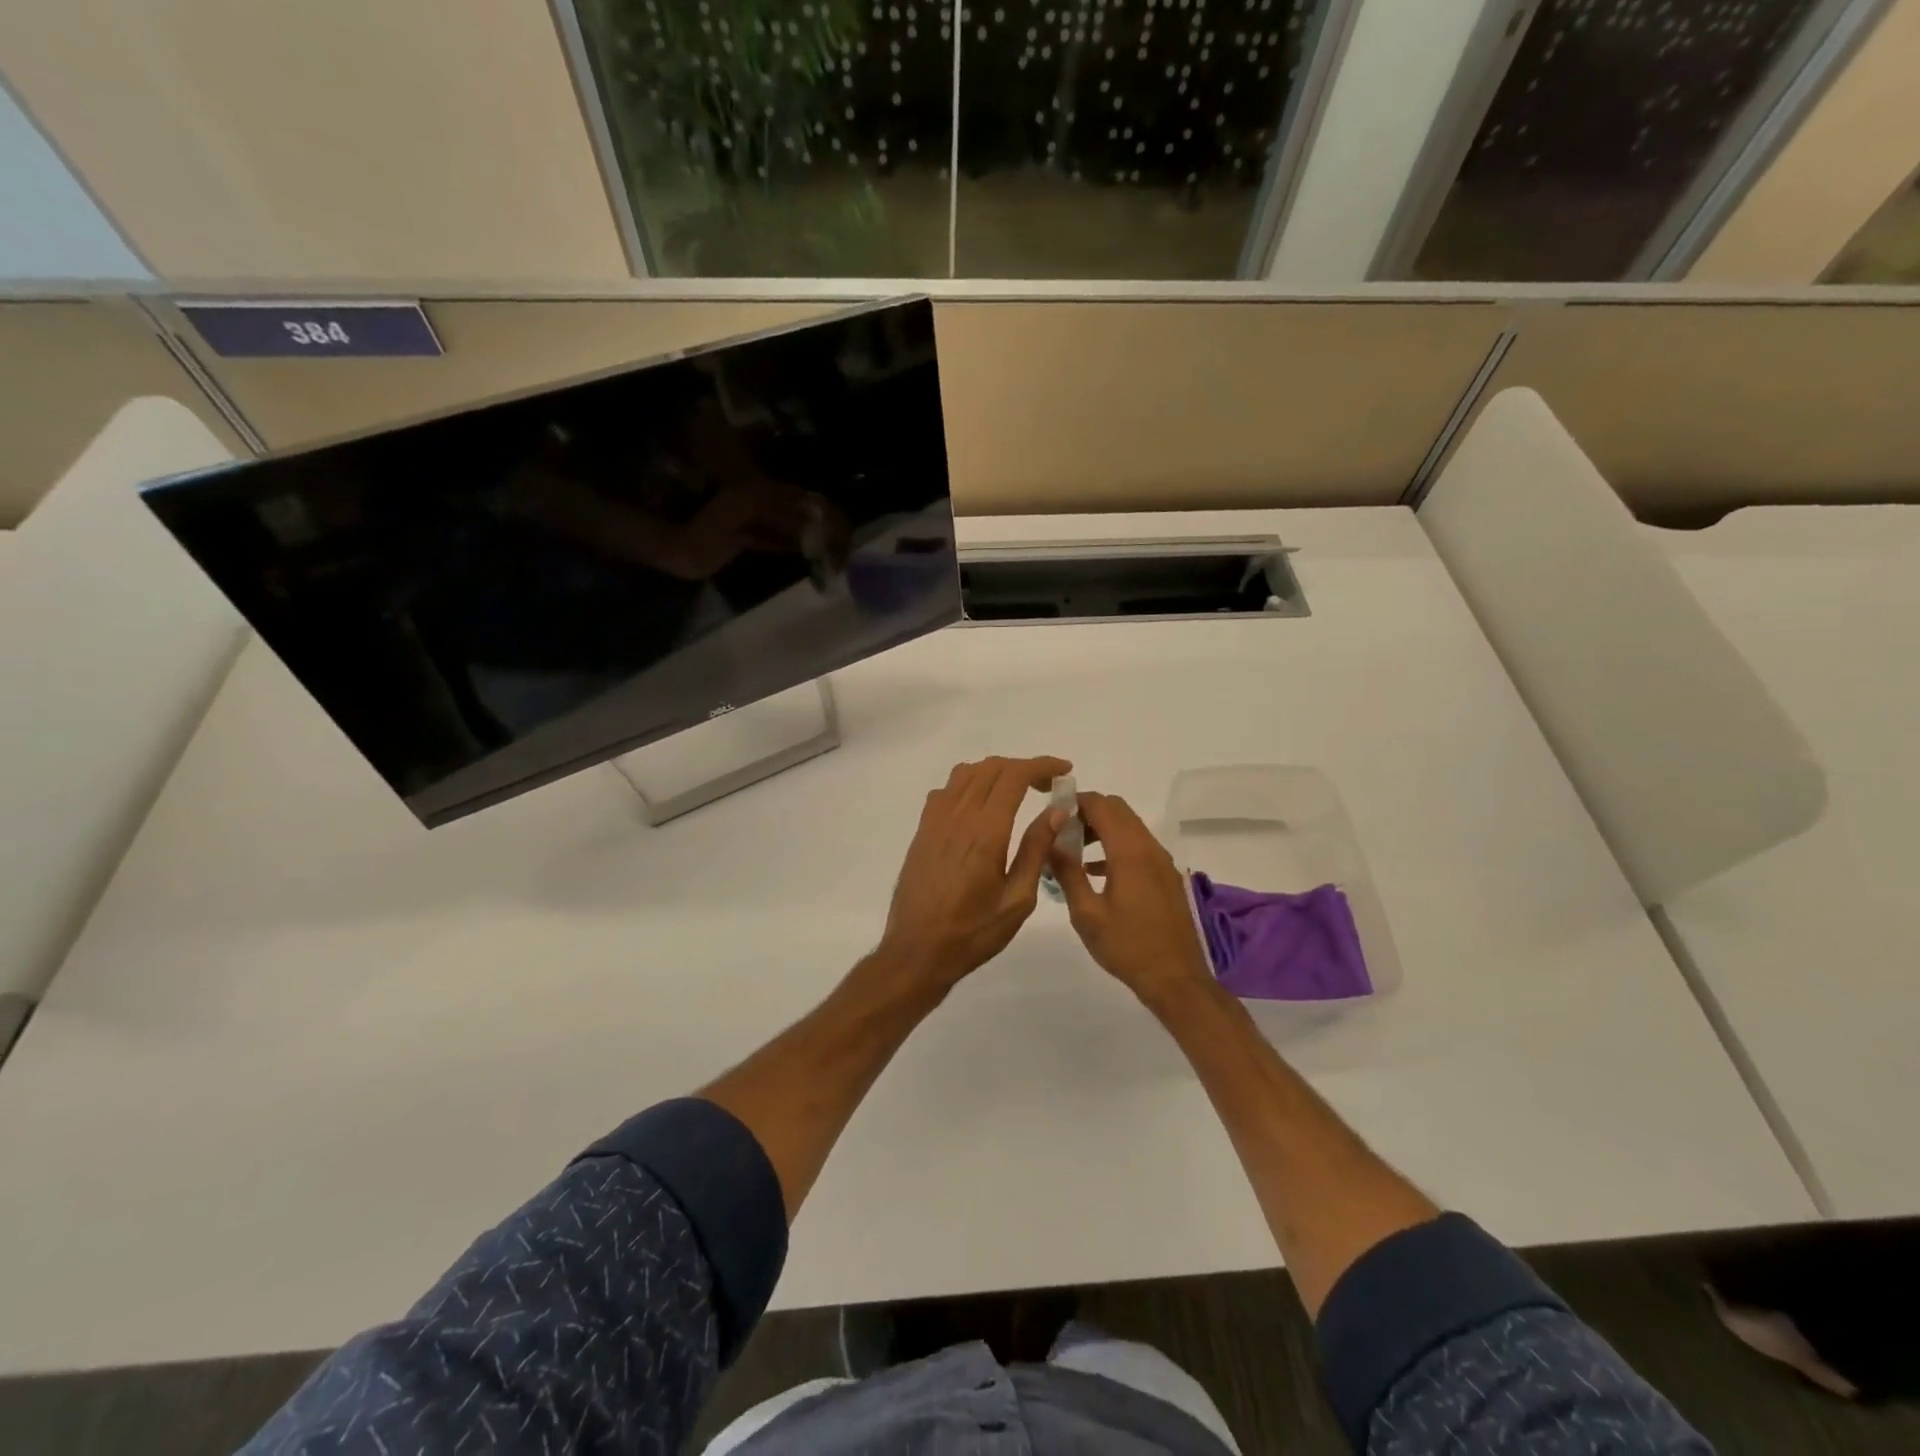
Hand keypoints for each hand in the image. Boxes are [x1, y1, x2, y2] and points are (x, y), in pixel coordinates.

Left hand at [876, 756, 1072, 992]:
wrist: (917, 950)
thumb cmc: (973, 932)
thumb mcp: (1017, 899)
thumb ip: (1036, 849)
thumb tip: (1057, 810)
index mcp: (985, 832)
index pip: (1014, 776)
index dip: (1042, 765)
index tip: (1065, 770)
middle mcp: (958, 816)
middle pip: (991, 768)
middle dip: (1024, 767)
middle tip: (1048, 786)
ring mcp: (935, 821)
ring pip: (966, 773)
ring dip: (996, 772)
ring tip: (1018, 791)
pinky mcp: (923, 830)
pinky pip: (946, 790)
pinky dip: (970, 784)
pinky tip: (981, 807)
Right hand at [1049, 792, 1215, 1006]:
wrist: (1175, 978)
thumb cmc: (1126, 946)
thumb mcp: (1086, 913)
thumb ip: (1067, 872)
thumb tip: (1051, 841)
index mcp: (1129, 851)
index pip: (1101, 805)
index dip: (1075, 801)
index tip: (1052, 810)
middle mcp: (1149, 848)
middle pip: (1118, 810)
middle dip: (1088, 812)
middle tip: (1060, 830)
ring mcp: (1161, 861)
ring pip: (1129, 827)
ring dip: (1102, 829)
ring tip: (1072, 850)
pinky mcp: (1166, 876)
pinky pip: (1138, 846)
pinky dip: (1116, 845)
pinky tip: (1095, 871)